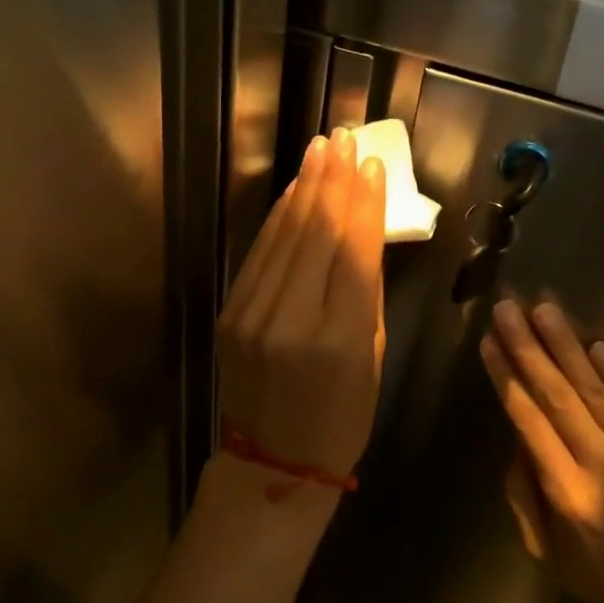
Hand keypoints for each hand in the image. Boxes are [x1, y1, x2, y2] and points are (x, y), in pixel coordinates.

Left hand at [216, 130, 386, 488]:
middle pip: (316, 234)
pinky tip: (296, 191)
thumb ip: (367, 292)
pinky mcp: (230, 313)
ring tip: (322, 150)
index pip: (353, 252)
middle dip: (333, 180)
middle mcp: (290, 320)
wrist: (271, 463)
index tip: (373, 165)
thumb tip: (366, 231)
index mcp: (338, 339)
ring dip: (305, 188)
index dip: (365, 203)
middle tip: (345, 139)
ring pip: (284, 236)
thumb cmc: (341, 418)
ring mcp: (252, 315)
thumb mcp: (372, 358)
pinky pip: (260, 254)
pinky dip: (279, 218)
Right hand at [482, 300, 603, 602]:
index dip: (508, 378)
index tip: (489, 343)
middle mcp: (602, 467)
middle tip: (508, 308)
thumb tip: (518, 435)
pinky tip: (596, 342)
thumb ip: (525, 493)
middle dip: (529, 348)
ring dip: (567, 346)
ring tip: (544, 308)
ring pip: (596, 390)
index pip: (530, 422)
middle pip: (559, 397)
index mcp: (568, 494)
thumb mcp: (548, 551)